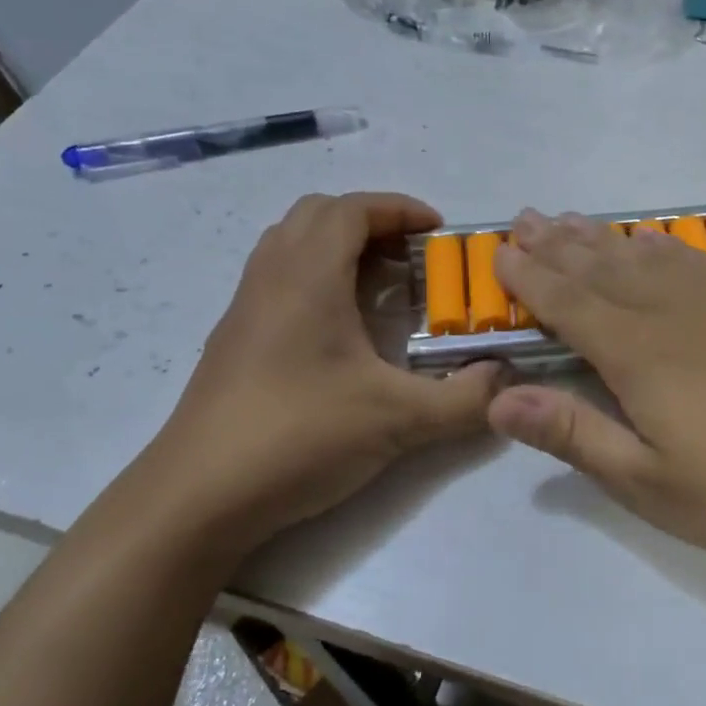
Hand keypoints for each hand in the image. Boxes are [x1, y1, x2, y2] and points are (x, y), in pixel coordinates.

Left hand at [145, 192, 505, 549]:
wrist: (198, 497)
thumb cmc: (298, 436)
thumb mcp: (398, 419)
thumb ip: (464, 399)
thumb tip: (506, 381)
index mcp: (306, 277)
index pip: (351, 209)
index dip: (399, 209)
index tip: (439, 231)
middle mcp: (270, 278)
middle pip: (317, 216)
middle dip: (372, 223)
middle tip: (413, 259)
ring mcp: (245, 310)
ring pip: (292, 246)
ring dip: (340, 250)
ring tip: (383, 290)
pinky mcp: (234, 342)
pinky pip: (279, 282)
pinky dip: (317, 281)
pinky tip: (344, 335)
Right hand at [489, 210, 705, 571]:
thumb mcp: (652, 485)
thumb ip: (574, 434)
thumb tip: (499, 398)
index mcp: (639, 354)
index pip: (568, 303)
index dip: (530, 278)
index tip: (500, 252)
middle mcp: (676, 309)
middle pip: (602, 266)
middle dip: (557, 244)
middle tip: (525, 218)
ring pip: (648, 254)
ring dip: (603, 237)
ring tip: (571, 220)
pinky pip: (698, 257)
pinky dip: (663, 245)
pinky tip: (654, 241)